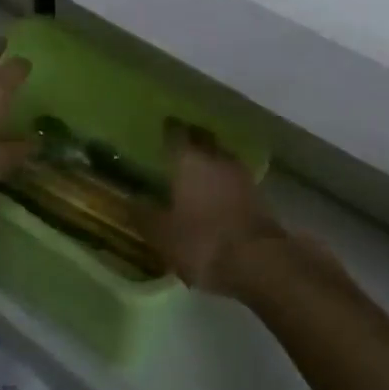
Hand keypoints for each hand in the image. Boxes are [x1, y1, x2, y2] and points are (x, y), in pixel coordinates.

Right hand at [144, 123, 283, 291]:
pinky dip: (224, 180)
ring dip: (210, 158)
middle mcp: (216, 158)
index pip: (176, 133)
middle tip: (180, 144)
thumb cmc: (202, 242)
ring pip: (221, 156)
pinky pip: (234, 176)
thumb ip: (145, 216)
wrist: (258, 261)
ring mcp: (240, 174)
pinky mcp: (257, 193)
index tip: (163, 128)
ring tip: (197, 167)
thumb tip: (130, 202)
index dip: (169, 130)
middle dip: (192, 139)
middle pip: (203, 139)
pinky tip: (216, 191)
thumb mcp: (163, 235)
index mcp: (189, 160)